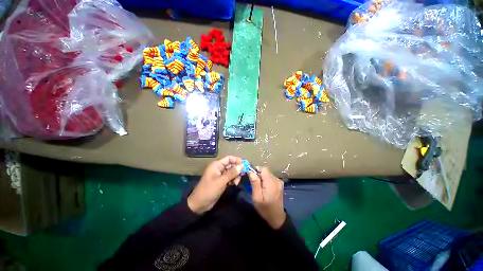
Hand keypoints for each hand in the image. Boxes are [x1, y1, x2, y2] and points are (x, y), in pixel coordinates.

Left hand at [187, 156, 241, 213]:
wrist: (199, 204)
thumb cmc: (209, 190)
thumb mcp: (221, 181)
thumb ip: (232, 173)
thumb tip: (242, 166)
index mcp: (217, 165)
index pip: (229, 158)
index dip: (237, 160)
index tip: (245, 165)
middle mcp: (219, 168)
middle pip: (231, 165)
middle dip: (237, 169)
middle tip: (242, 176)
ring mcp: (221, 175)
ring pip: (232, 172)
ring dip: (236, 176)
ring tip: (236, 182)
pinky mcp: (222, 181)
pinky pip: (230, 178)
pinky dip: (233, 180)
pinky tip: (234, 184)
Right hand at [248, 167, 285, 228]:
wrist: (277, 218)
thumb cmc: (265, 209)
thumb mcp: (257, 197)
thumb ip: (255, 183)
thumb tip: (250, 171)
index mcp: (271, 183)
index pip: (263, 169)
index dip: (256, 169)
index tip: (250, 175)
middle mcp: (276, 180)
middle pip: (265, 171)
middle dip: (258, 174)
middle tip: (253, 182)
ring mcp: (279, 182)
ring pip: (268, 174)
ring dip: (262, 177)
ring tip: (258, 186)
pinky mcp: (280, 184)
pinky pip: (270, 177)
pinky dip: (266, 180)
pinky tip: (264, 187)